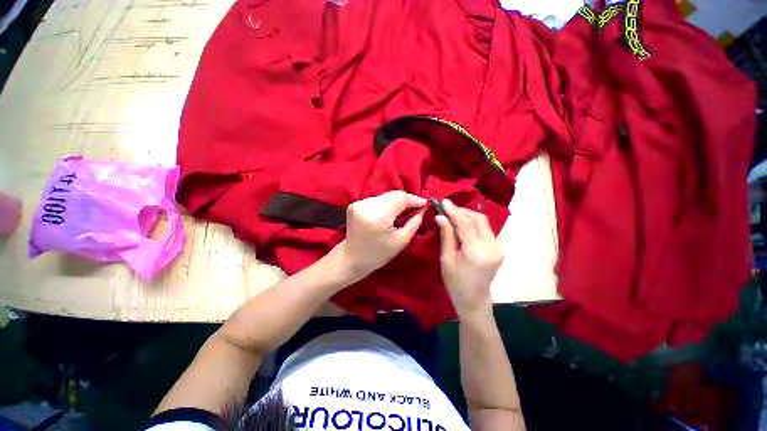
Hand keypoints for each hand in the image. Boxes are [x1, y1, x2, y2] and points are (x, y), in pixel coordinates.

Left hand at [340, 191, 425, 280]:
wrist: (352, 258)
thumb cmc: (378, 254)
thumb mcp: (401, 241)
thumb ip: (414, 222)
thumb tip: (423, 208)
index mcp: (378, 217)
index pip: (400, 198)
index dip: (414, 199)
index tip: (424, 204)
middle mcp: (366, 206)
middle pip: (392, 195)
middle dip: (406, 200)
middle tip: (416, 208)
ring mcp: (358, 203)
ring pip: (385, 196)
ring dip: (396, 202)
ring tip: (403, 212)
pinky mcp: (355, 204)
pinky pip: (377, 199)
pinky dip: (386, 204)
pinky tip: (389, 213)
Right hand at [435, 199, 502, 319]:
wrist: (474, 300)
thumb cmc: (455, 283)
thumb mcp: (446, 259)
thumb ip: (446, 236)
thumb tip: (441, 216)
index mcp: (476, 253)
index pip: (465, 224)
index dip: (454, 211)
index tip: (443, 201)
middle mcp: (491, 248)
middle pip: (479, 219)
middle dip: (462, 211)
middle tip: (447, 209)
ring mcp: (497, 248)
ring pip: (483, 223)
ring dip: (468, 216)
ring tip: (453, 215)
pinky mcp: (498, 249)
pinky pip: (485, 229)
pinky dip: (473, 224)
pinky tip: (462, 224)